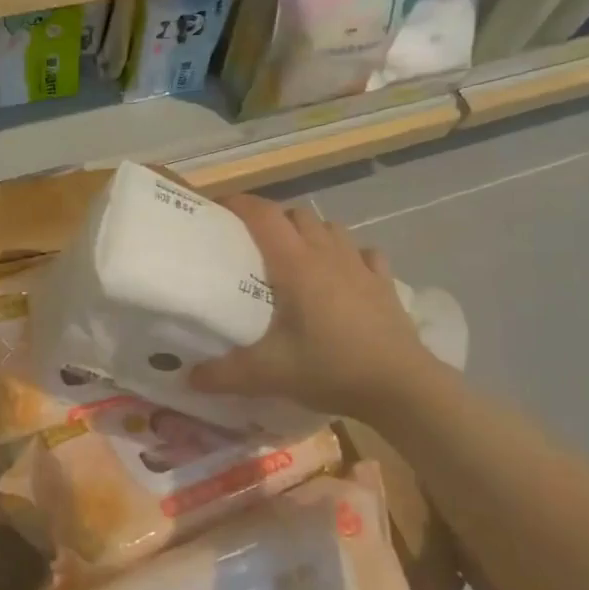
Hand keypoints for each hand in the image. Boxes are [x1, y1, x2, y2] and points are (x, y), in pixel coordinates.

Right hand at [189, 196, 429, 416]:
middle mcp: (328, 254)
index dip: (240, 204)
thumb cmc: (330, 368)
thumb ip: (223, 375)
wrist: (400, 385)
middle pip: (297, 215)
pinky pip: (364, 254)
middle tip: (254, 244)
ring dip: (310, 233)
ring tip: (297, 256)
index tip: (219, 208)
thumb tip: (188, 378)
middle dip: (273, 220)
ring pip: (331, 228)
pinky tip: (344, 275)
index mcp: (296, 265)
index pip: (263, 215)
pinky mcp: (385, 283)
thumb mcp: (267, 375)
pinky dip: (349, 256)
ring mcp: (361, 266)